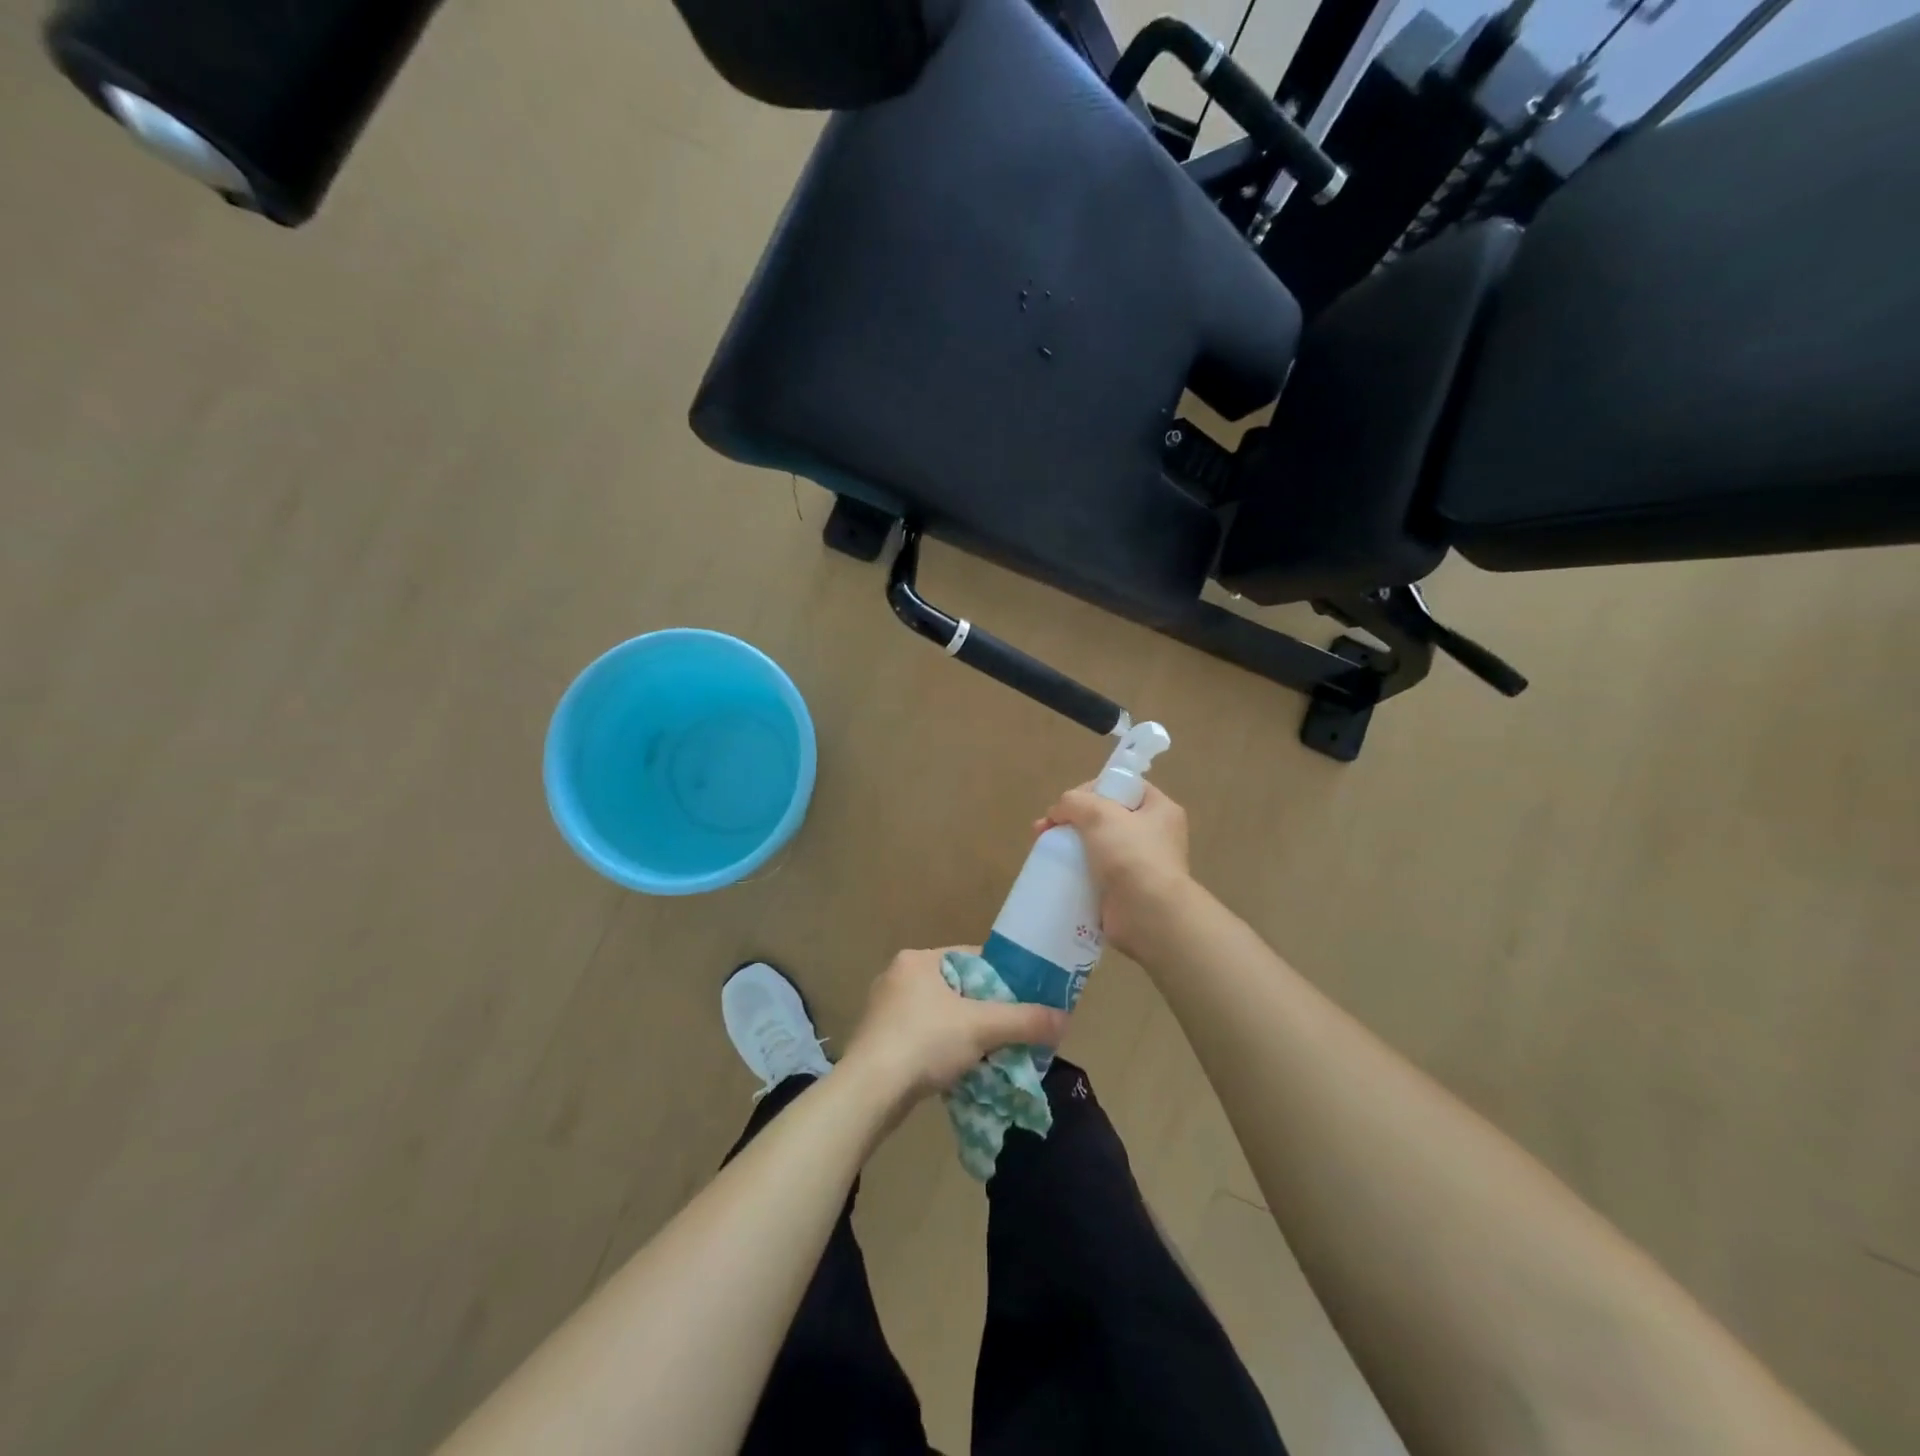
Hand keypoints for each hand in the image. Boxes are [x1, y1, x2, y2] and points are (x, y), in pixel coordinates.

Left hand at [841, 948, 1067, 1104]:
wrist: (868, 1093)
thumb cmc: (924, 1042)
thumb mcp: (981, 1027)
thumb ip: (1024, 1021)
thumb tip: (1064, 1019)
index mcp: (918, 960)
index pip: (972, 959)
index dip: (1002, 978)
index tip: (1024, 1000)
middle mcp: (898, 977)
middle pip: (957, 988)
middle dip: (984, 1011)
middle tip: (1010, 1031)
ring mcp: (884, 1010)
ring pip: (940, 1016)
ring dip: (964, 1034)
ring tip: (990, 1053)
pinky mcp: (878, 1042)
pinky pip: (922, 1038)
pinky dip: (942, 1050)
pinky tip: (958, 1070)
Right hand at [1037, 784, 1195, 961]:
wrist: (1148, 914)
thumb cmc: (1131, 854)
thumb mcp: (1100, 814)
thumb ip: (1074, 802)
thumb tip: (1057, 812)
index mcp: (1160, 810)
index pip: (1125, 787)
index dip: (1094, 788)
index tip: (1070, 801)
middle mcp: (1154, 836)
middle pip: (1106, 817)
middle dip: (1072, 819)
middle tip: (1045, 827)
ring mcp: (1139, 865)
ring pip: (1096, 845)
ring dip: (1069, 844)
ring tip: (1042, 847)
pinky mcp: (1123, 891)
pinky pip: (1094, 874)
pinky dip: (1075, 872)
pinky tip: (1054, 872)